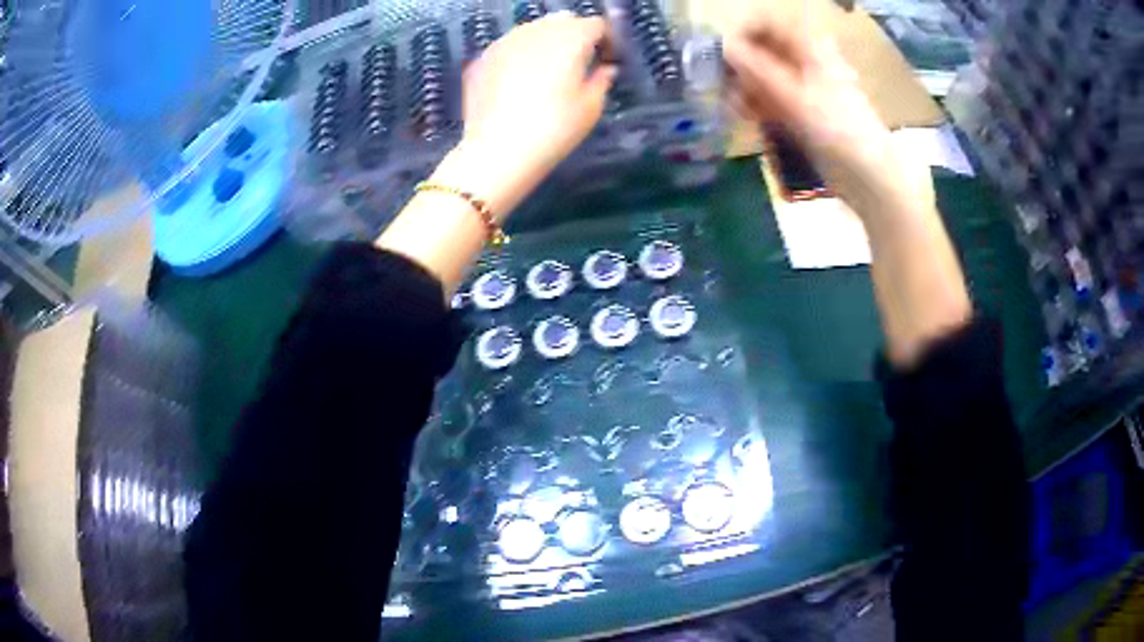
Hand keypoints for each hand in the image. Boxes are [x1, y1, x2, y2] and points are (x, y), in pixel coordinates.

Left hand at [378, 14, 616, 294]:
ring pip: (534, 29)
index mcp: (570, 38)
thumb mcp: (591, 108)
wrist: (498, 151)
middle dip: (574, 35)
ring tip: (547, 69)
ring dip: (546, 41)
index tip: (604, 59)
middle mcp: (537, 30)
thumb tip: (605, 69)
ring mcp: (506, 40)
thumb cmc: (554, 129)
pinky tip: (520, 77)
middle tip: (577, 62)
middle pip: (563, 21)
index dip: (605, 40)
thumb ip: (601, 80)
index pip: (596, 25)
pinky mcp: (484, 56)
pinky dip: (521, 52)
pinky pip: (511, 44)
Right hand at [723, 16, 917, 213]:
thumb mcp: (793, 95)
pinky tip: (748, 117)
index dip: (741, 33)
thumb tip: (723, 46)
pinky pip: (773, 97)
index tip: (722, 54)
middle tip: (723, 84)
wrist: (869, 175)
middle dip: (740, 64)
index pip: (766, 23)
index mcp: (810, 46)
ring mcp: (806, 86)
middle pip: (763, 48)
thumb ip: (755, 68)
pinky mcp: (805, 110)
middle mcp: (806, 59)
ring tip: (735, 106)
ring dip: (746, 86)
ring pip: (765, 74)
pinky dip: (758, 104)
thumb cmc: (837, 128)